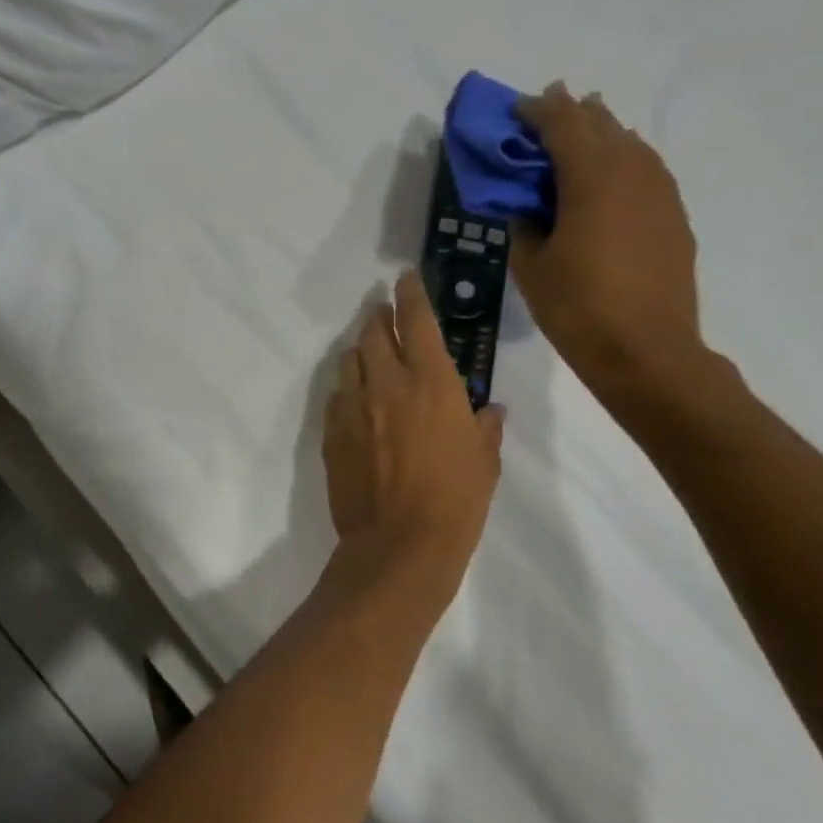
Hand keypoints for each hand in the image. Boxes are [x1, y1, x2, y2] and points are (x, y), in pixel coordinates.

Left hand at [324, 271, 504, 564]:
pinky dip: (347, 390)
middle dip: (378, 317)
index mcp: (431, 382)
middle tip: (383, 313)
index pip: (417, 320)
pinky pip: (336, 398)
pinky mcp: (331, 433)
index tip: (405, 278)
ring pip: (349, 361)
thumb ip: (485, 427)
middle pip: (373, 333)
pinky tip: (355, 402)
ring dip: (360, 352)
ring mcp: (353, 408)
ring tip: (369, 355)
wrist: (399, 544)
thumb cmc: (456, 501)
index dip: (411, 294)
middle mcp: (387, 384)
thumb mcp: (485, 461)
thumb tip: (491, 410)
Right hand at [510, 82, 706, 405]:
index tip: (514, 110)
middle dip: (569, 114)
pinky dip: (619, 162)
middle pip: (600, 123)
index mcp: (592, 176)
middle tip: (541, 116)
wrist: (647, 351)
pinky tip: (605, 181)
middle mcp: (632, 170)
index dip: (536, 111)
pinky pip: (643, 170)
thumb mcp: (530, 266)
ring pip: (628, 143)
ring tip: (575, 139)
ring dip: (598, 135)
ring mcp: (660, 191)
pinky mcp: (673, 215)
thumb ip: (523, 222)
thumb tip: (525, 203)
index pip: (562, 123)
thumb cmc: (577, 308)